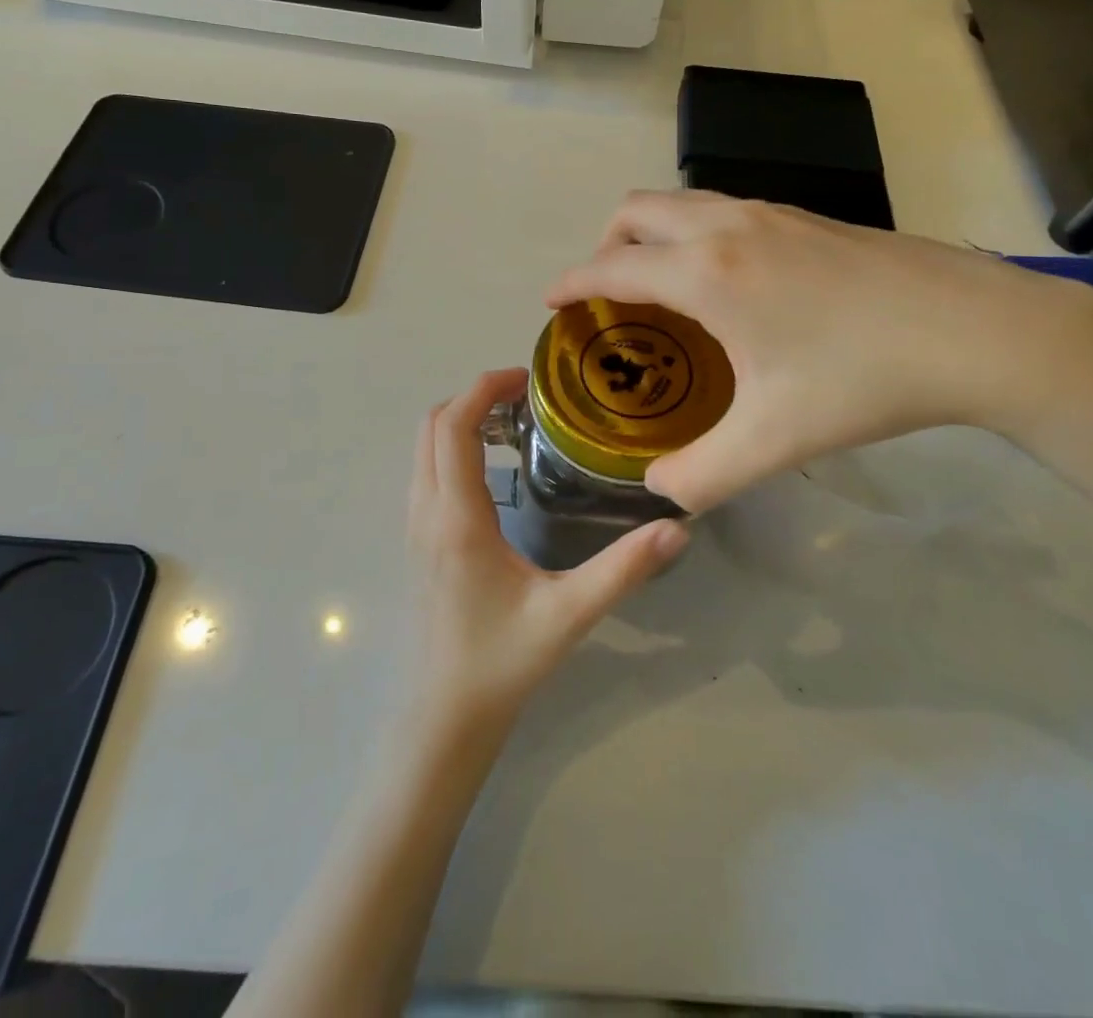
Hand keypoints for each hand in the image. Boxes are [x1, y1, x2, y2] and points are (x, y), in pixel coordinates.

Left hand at [406, 368, 689, 730]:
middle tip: (529, 399)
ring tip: (517, 425)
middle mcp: (427, 511)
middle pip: (432, 426)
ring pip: (425, 448)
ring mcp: (416, 526)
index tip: (529, 378)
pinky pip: (427, 471)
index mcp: (457, 517)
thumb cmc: (502, 661)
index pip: (454, 427)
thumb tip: (676, 527)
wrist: (445, 715)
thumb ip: (623, 569)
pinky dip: (454, 447)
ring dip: (462, 421)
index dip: (484, 388)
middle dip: (475, 397)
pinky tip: (498, 470)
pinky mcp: (419, 540)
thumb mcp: (569, 614)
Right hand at [545, 191, 1092, 511]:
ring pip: (682, 202)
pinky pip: (722, 209)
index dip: (572, 283)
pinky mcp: (806, 216)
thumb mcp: (775, 441)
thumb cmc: (863, 379)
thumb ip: (703, 475)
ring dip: (652, 235)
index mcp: (707, 272)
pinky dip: (695, 232)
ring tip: (662, 288)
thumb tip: (660, 493)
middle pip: (637, 211)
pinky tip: (730, 283)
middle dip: (606, 246)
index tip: (550, 300)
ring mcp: (771, 212)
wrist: (976, 329)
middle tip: (609, 296)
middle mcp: (728, 226)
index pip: (612, 267)